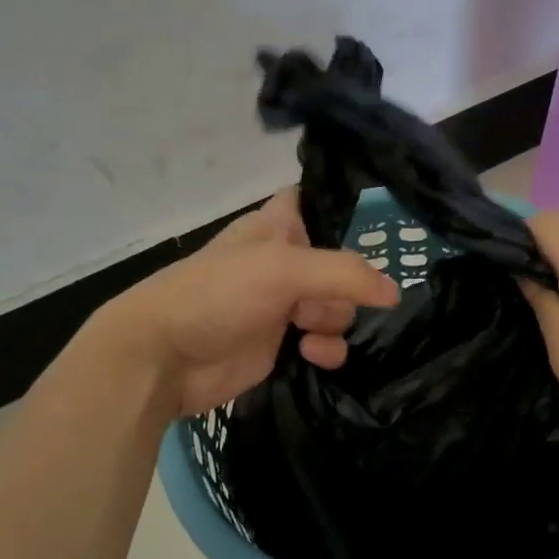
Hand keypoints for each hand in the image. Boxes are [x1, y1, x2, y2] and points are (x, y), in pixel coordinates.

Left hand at [80, 190, 400, 416]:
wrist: (164, 358)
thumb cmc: (217, 294)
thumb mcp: (282, 270)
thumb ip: (344, 274)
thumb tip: (394, 293)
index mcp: (277, 227)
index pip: (317, 201)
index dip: (342, 208)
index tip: (371, 225)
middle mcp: (285, 262)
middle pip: (342, 265)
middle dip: (342, 287)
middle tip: (314, 300)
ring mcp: (284, 305)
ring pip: (339, 307)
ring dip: (335, 322)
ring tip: (307, 333)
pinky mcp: (283, 345)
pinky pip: (327, 342)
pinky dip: (327, 350)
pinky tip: (311, 356)